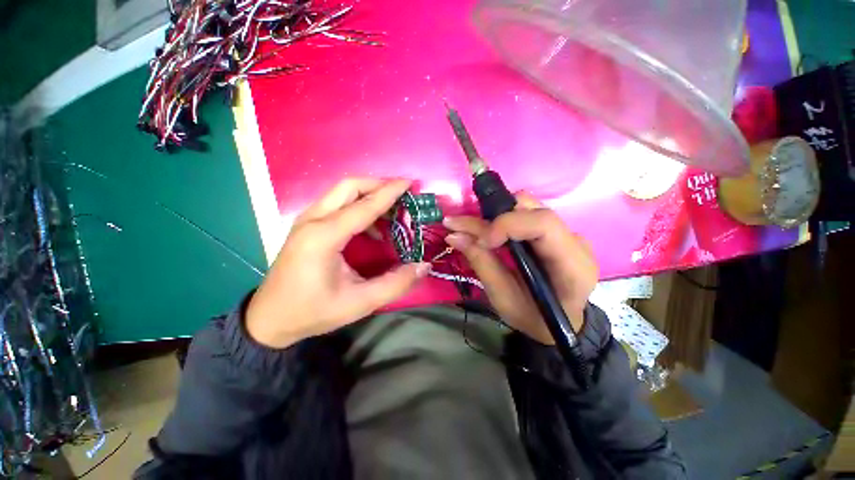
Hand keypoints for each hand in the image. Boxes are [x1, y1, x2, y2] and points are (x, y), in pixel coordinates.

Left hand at [246, 178, 431, 348]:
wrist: (269, 319)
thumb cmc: (312, 311)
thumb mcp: (359, 303)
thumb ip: (395, 284)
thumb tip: (424, 266)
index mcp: (324, 236)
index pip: (364, 206)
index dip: (390, 193)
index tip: (410, 182)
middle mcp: (313, 220)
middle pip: (349, 186)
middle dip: (378, 185)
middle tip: (402, 195)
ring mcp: (307, 220)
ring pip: (341, 192)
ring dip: (368, 195)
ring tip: (392, 210)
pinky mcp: (307, 226)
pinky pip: (336, 204)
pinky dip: (358, 206)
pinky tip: (371, 227)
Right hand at [443, 193, 597, 344]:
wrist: (560, 323)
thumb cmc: (534, 318)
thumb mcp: (504, 299)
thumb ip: (482, 263)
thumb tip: (454, 235)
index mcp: (572, 265)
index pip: (543, 224)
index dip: (507, 224)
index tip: (481, 241)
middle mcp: (574, 241)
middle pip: (532, 208)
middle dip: (493, 216)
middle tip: (463, 229)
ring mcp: (566, 233)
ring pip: (526, 206)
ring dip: (494, 215)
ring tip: (470, 230)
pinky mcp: (554, 232)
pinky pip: (525, 214)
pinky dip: (500, 219)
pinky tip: (484, 231)